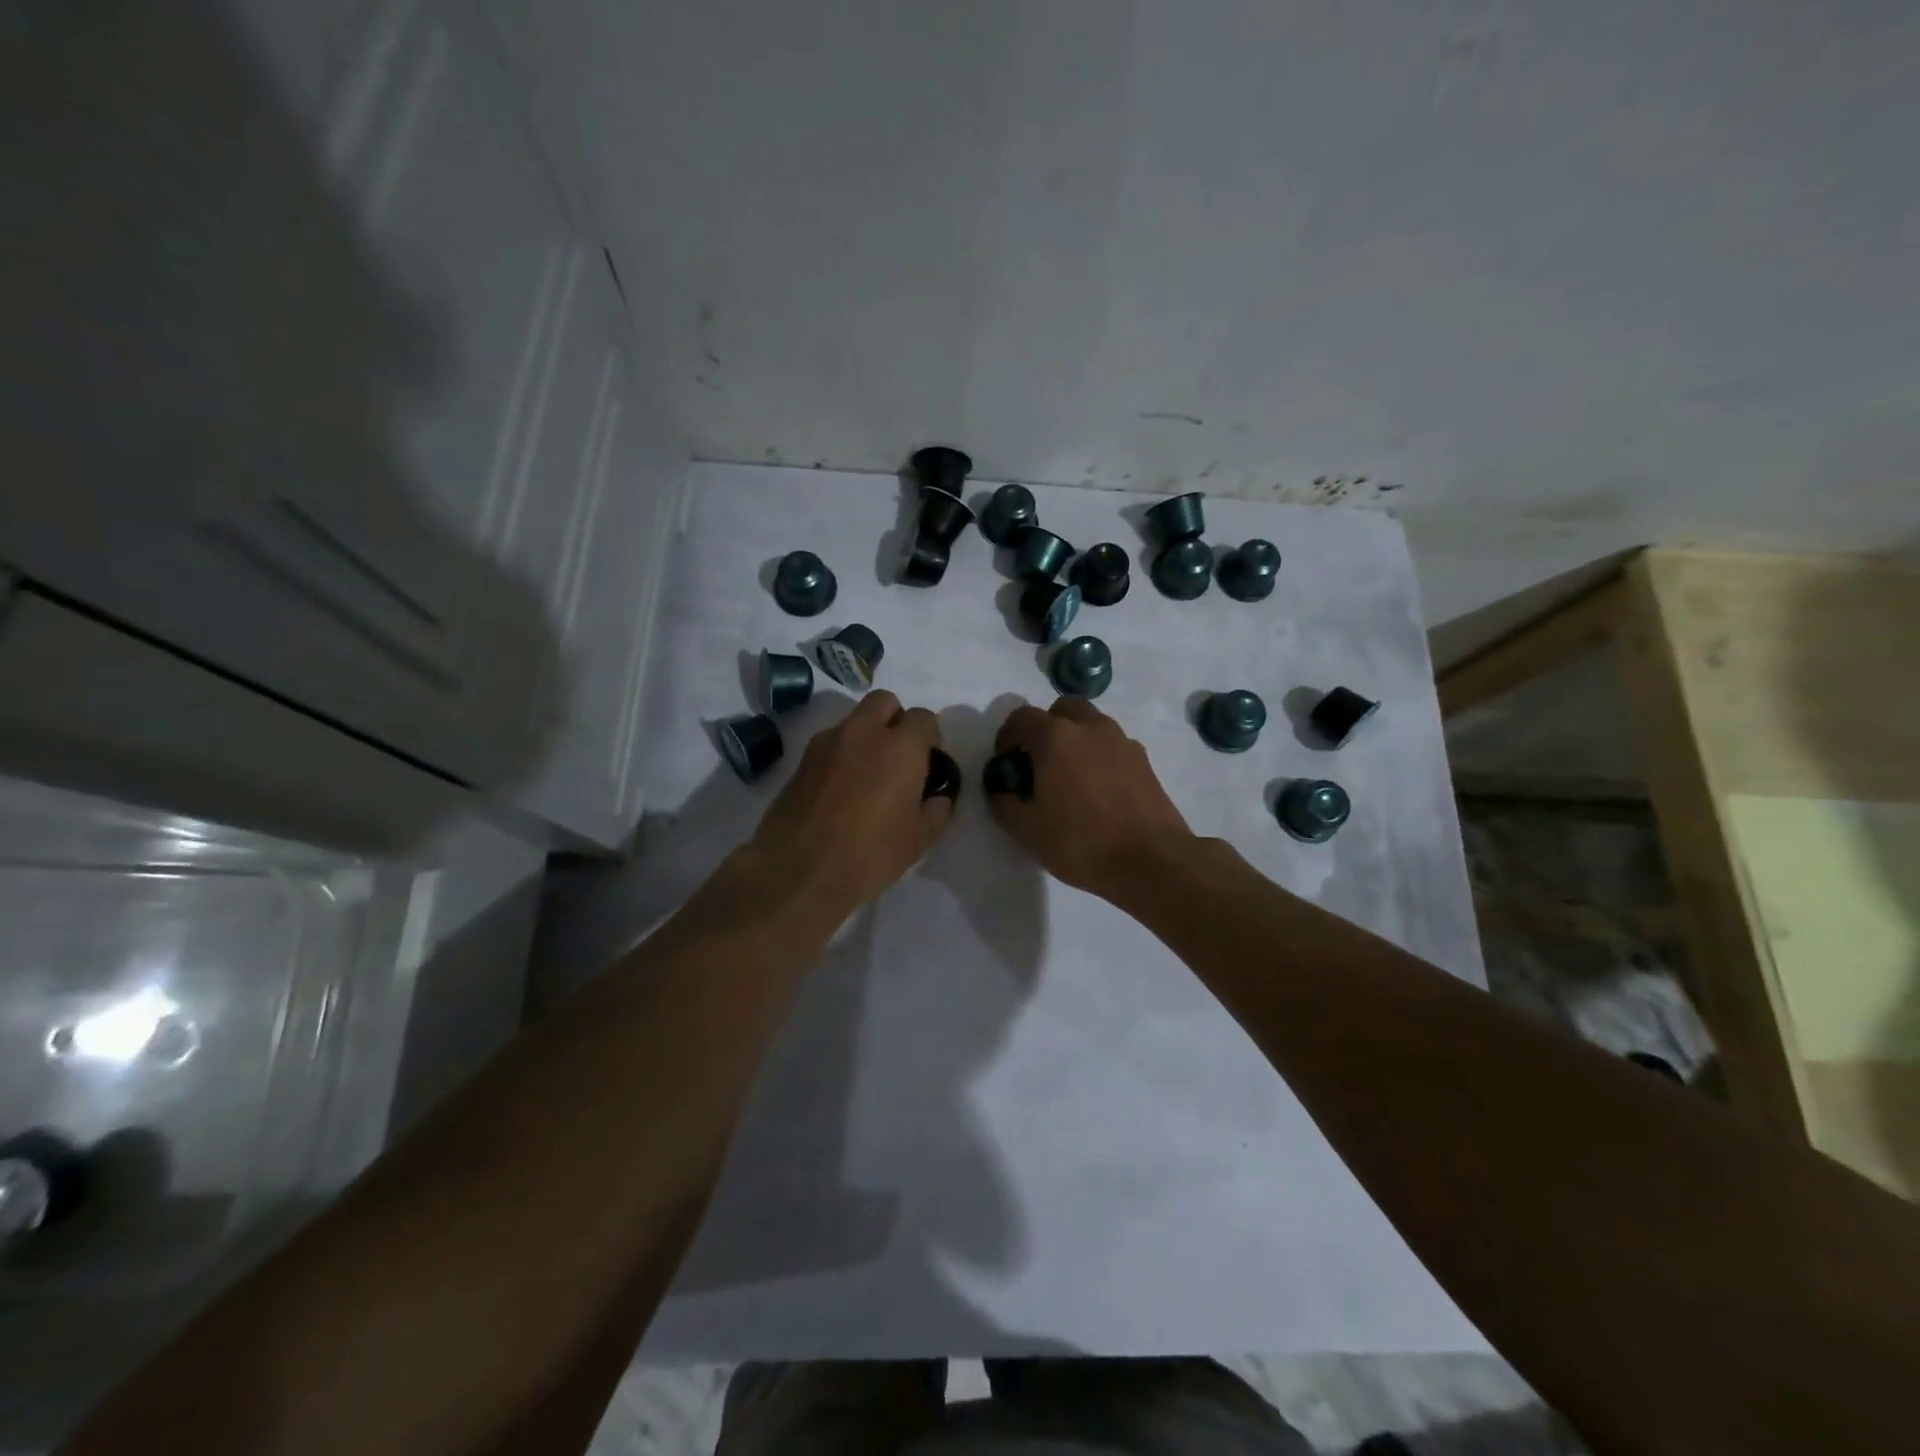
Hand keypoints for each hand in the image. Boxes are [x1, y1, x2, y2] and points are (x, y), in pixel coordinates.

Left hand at [746, 690, 954, 914]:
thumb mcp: (918, 840)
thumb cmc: (870, 854)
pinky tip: (842, 788)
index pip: (923, 718)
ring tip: (868, 774)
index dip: (930, 736)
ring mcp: (828, 742)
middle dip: (896, 719)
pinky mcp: (802, 759)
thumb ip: (936, 811)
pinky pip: (831, 742)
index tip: (929, 761)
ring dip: (867, 734)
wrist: (799, 869)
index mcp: (901, 746)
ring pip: (855, 720)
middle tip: (899, 755)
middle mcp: (864, 732)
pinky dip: (842, 753)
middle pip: (885, 702)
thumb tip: (937, 797)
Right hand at [987, 698, 1195, 900]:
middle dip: (1046, 728)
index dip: (1007, 736)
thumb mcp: (1027, 831)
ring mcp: (1122, 742)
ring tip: (1070, 778)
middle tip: (1039, 762)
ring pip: (1092, 725)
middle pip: (1063, 710)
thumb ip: (1004, 804)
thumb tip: (1001, 790)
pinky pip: (1113, 746)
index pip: (1022, 717)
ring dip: (1075, 740)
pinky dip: (1099, 756)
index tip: (1006, 762)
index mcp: (1056, 737)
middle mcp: (1090, 728)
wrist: (1150, 860)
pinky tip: (1098, 792)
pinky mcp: (1144, 761)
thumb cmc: (1080, 842)